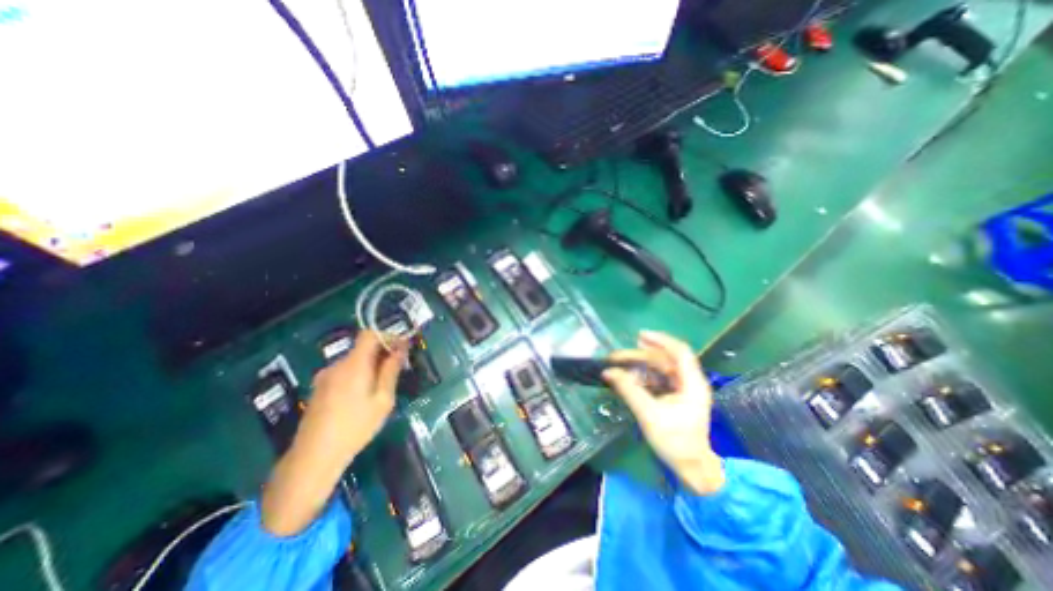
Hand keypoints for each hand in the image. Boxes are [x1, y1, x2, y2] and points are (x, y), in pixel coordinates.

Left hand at [301, 333, 406, 460]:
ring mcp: (325, 376)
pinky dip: (358, 374)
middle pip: (363, 347)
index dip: (388, 336)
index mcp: (353, 364)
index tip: (402, 348)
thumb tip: (401, 349)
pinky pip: (344, 372)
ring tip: (382, 386)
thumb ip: (391, 371)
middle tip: (398, 370)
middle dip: (382, 353)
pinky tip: (362, 396)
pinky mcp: (320, 388)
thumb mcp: (383, 400)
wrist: (312, 458)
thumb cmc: (355, 427)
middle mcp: (337, 365)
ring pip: (354, 360)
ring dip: (371, 365)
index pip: (370, 334)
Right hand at [605, 329, 728, 495]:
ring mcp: (682, 390)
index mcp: (691, 383)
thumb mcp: (649, 414)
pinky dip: (642, 376)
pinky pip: (657, 380)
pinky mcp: (675, 398)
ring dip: (639, 365)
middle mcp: (689, 382)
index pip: (679, 351)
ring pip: (659, 369)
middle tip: (616, 357)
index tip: (639, 336)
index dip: (660, 340)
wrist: (691, 469)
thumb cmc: (676, 442)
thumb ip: (629, 390)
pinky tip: (628, 377)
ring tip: (618, 364)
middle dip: (640, 355)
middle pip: (664, 359)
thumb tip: (608, 372)